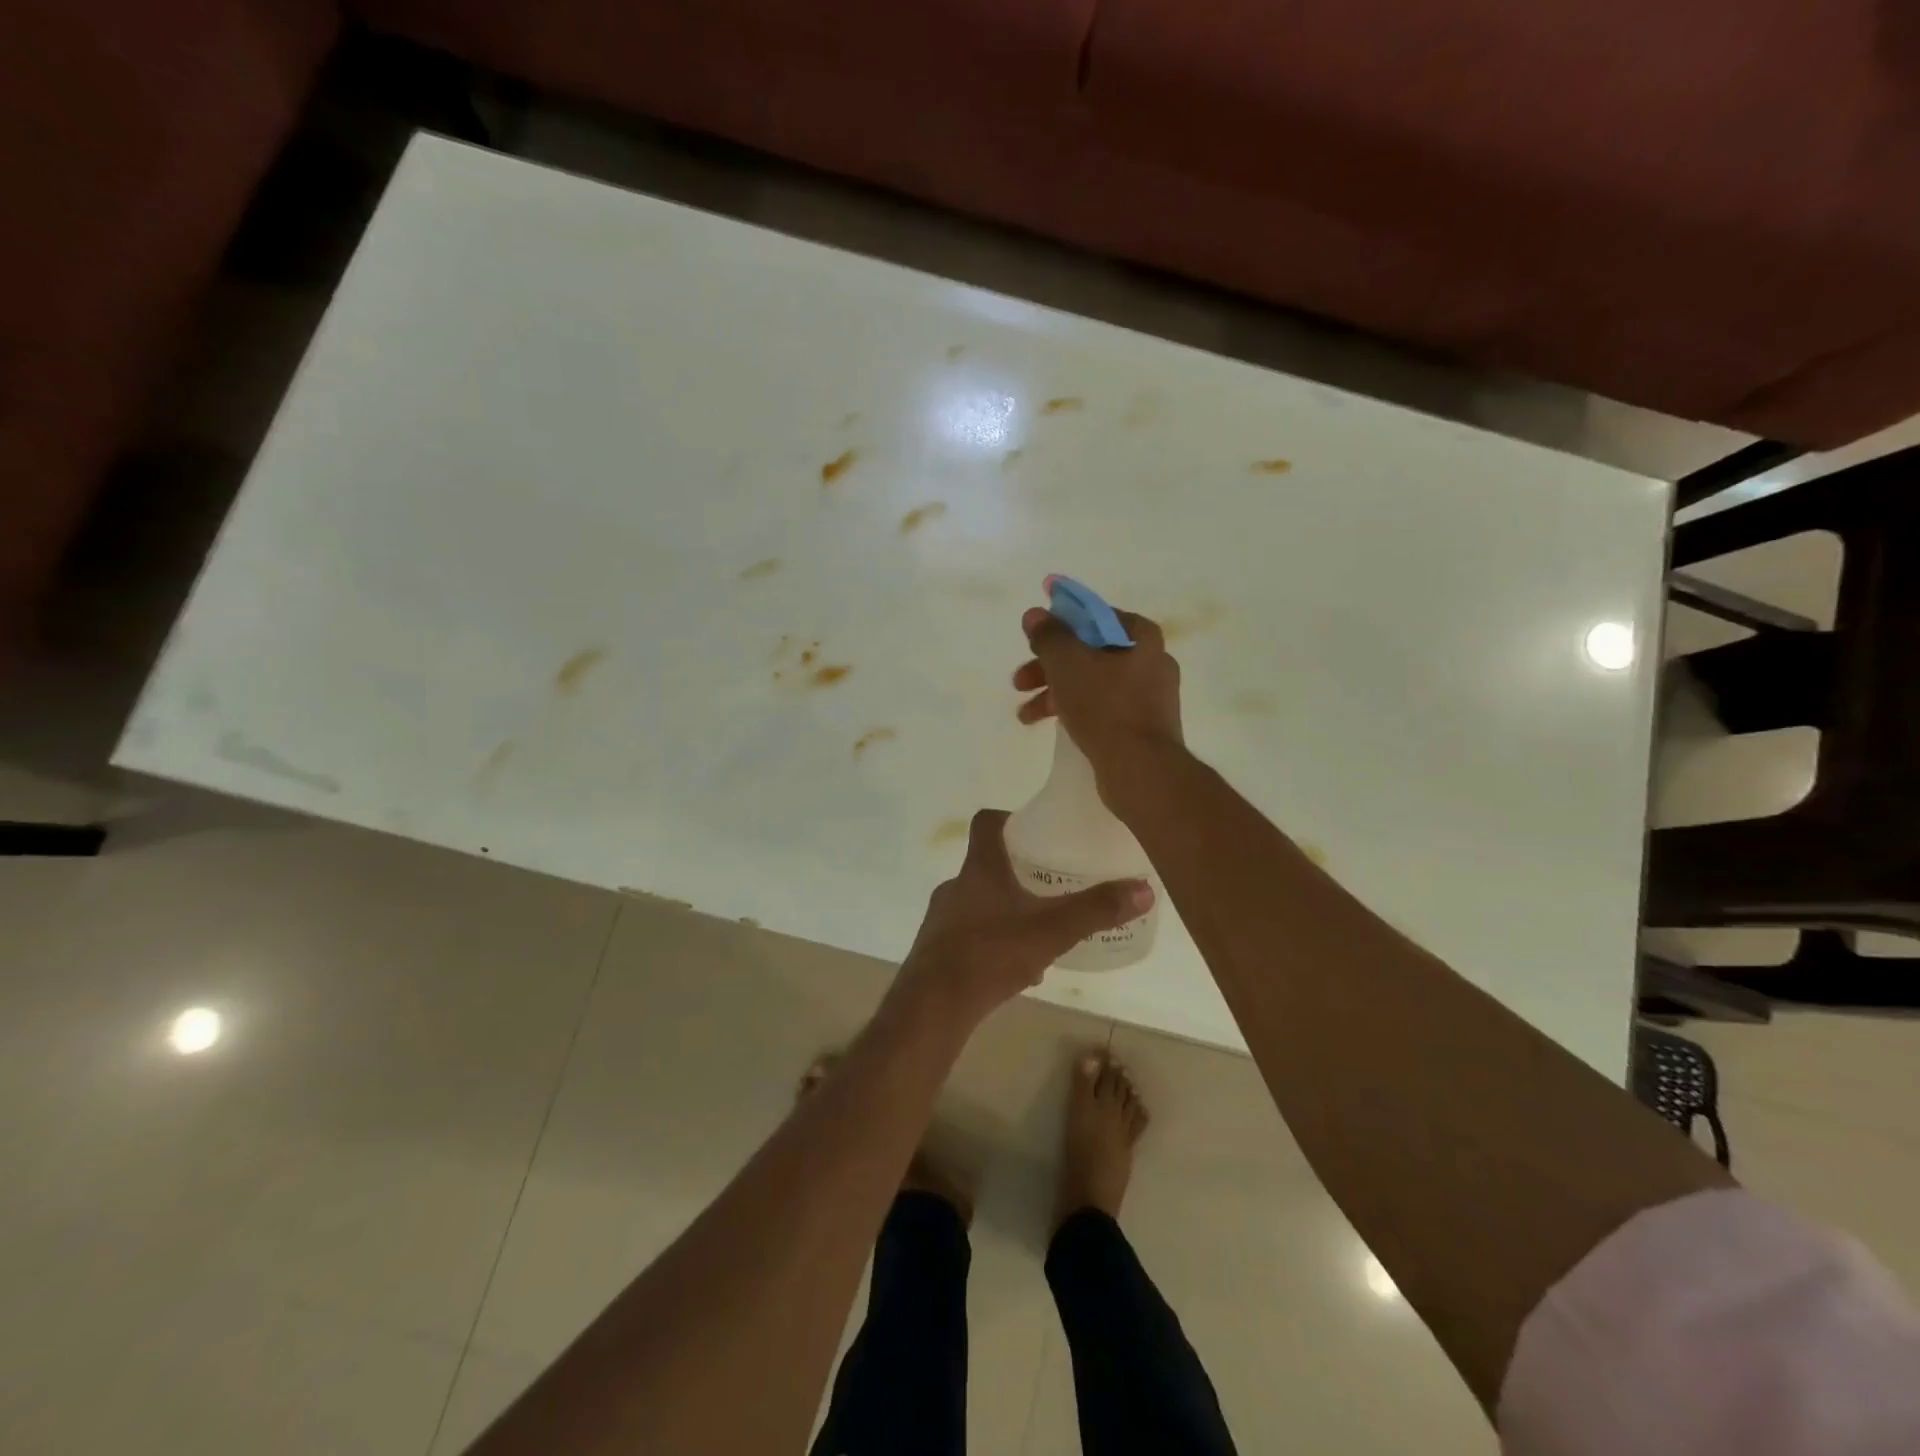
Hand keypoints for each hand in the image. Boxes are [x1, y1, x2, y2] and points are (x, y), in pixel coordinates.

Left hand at [898, 810, 1152, 1021]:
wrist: (933, 1006)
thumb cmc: (990, 954)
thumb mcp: (1052, 930)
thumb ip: (1095, 910)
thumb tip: (1143, 888)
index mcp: (979, 869)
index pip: (986, 823)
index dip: (1009, 819)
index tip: (1035, 829)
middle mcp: (955, 886)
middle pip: (986, 865)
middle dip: (1017, 872)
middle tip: (1049, 884)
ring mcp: (940, 918)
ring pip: (979, 903)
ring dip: (1006, 910)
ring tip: (1038, 931)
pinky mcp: (935, 949)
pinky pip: (969, 935)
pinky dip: (992, 942)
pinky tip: (1016, 969)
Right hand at [1012, 602, 1184, 793]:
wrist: (1140, 769)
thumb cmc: (1105, 706)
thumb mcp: (1068, 663)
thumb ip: (1049, 636)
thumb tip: (1035, 614)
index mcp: (1142, 638)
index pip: (1096, 616)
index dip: (1062, 623)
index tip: (1035, 639)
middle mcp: (1151, 662)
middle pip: (1091, 653)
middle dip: (1050, 666)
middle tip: (1020, 681)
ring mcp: (1149, 697)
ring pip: (1093, 683)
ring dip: (1056, 692)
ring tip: (1025, 714)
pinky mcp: (1142, 727)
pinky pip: (1103, 708)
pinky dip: (1076, 710)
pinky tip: (1050, 724)